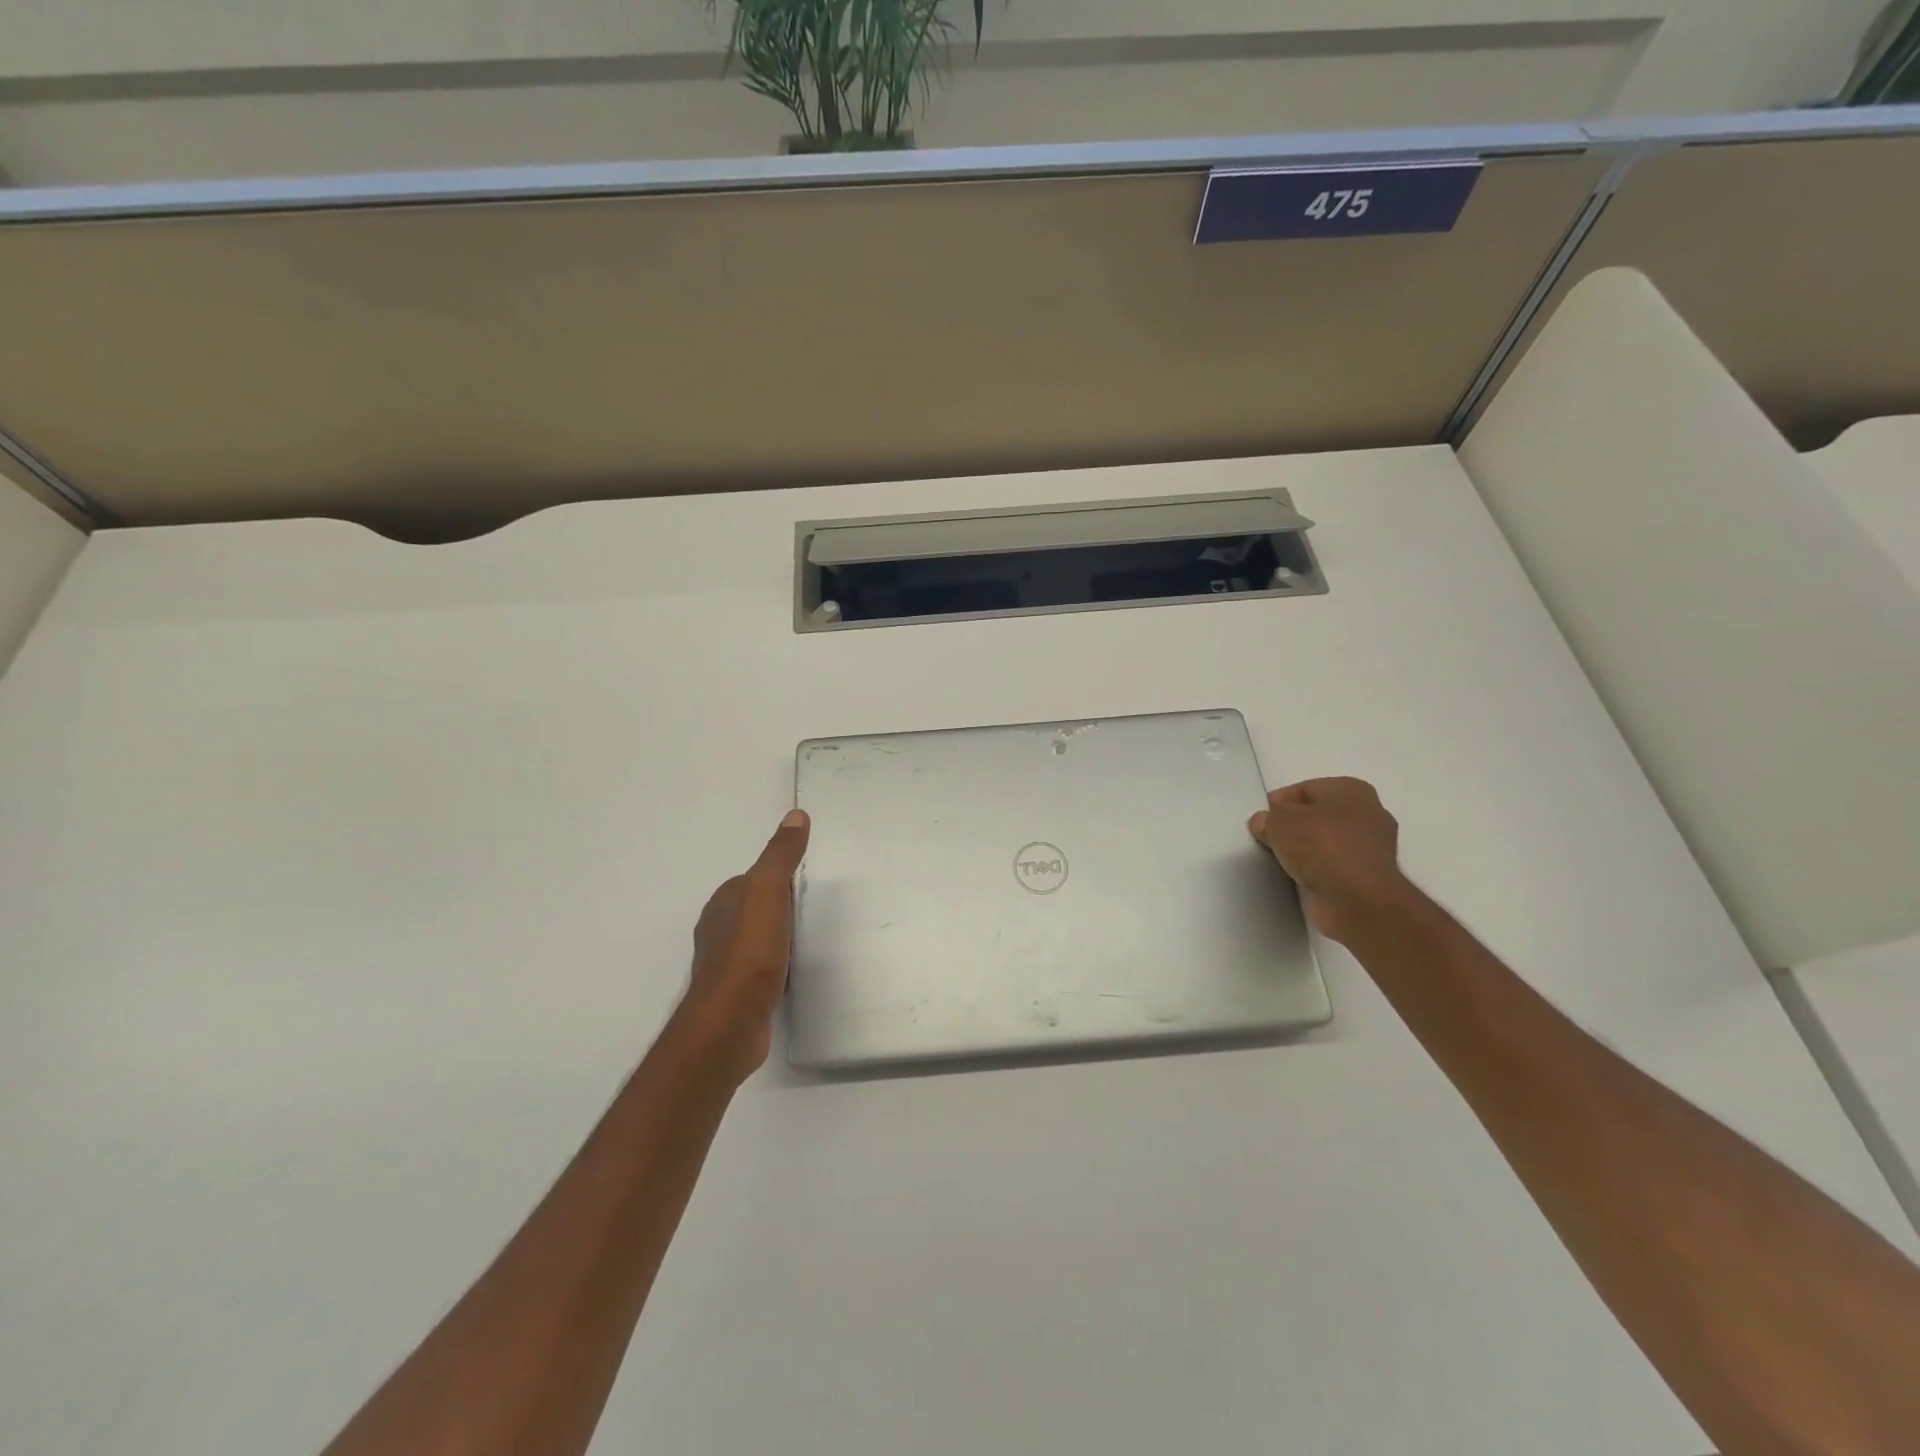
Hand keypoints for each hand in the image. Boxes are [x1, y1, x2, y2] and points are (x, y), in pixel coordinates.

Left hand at [671, 810, 809, 1086]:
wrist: (730, 1022)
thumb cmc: (749, 952)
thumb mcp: (768, 892)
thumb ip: (781, 855)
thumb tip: (796, 814)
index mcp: (723, 902)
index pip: (753, 879)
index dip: (778, 878)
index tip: (805, 880)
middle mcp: (718, 930)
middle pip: (754, 909)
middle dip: (779, 907)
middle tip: (812, 909)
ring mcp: (725, 964)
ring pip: (757, 940)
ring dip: (777, 938)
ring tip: (806, 940)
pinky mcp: (736, 994)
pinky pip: (761, 969)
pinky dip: (776, 966)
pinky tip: (791, 973)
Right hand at [1249, 778, 1416, 943]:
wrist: (1358, 899)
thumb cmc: (1321, 846)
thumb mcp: (1279, 822)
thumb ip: (1267, 819)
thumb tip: (1264, 823)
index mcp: (1351, 790)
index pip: (1305, 789)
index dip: (1278, 803)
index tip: (1260, 821)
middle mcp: (1368, 814)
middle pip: (1318, 815)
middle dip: (1293, 826)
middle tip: (1268, 839)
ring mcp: (1372, 847)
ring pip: (1326, 842)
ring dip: (1306, 850)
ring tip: (1280, 860)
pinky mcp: (1369, 877)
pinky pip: (1334, 866)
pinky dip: (1317, 870)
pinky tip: (1298, 877)